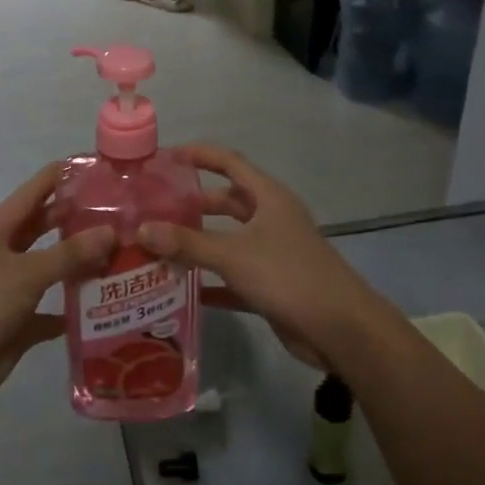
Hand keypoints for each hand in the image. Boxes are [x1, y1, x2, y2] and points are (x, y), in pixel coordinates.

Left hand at [0, 164, 114, 407]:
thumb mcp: (26, 274)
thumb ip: (69, 254)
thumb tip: (111, 232)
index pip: (35, 191)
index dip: (63, 176)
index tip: (99, 167)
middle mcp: (4, 253)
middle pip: (45, 227)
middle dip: (77, 219)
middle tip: (120, 212)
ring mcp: (11, 288)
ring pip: (51, 268)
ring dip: (80, 264)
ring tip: (121, 253)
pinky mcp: (18, 322)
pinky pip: (52, 310)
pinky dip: (73, 309)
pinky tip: (105, 305)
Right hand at [138, 145, 379, 367]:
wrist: (341, 329)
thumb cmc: (288, 276)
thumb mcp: (233, 255)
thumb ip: (187, 243)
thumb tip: (143, 229)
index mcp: (268, 197)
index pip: (230, 162)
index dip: (200, 155)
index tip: (167, 158)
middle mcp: (271, 218)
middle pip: (227, 201)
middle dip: (193, 204)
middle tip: (155, 209)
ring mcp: (273, 252)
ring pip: (229, 239)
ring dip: (199, 243)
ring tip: (160, 246)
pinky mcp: (272, 284)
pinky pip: (234, 276)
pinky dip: (211, 280)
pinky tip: (183, 289)